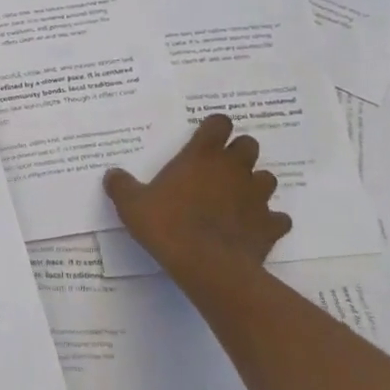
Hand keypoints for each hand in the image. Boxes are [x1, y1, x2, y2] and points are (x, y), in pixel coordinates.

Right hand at [103, 115, 291, 297]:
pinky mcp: (270, 225)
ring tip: (237, 200)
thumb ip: (121, 186)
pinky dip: (268, 222)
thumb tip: (112, 174)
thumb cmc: (167, 226)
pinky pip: (277, 218)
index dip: (214, 128)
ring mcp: (257, 196)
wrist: (208, 266)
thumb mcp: (132, 205)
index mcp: (202, 156)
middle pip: (249, 145)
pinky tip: (253, 230)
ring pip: (267, 179)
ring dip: (255, 185)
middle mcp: (234, 168)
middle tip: (219, 170)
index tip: (205, 138)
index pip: (218, 123)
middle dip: (238, 153)